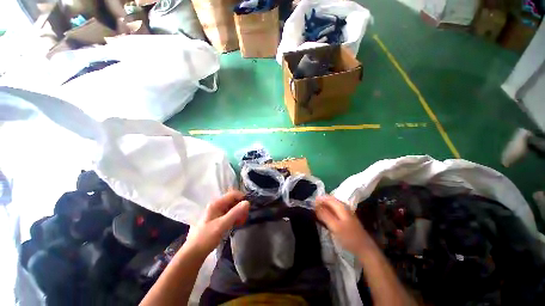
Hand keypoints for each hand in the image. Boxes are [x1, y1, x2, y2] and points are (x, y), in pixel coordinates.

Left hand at [185, 191, 249, 256]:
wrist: (193, 253)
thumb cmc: (206, 238)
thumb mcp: (222, 225)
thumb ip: (235, 213)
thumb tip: (247, 202)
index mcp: (216, 204)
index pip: (233, 194)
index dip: (242, 198)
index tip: (248, 207)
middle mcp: (217, 205)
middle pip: (233, 200)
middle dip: (241, 207)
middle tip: (245, 217)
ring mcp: (217, 212)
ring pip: (232, 207)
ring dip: (239, 213)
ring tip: (242, 222)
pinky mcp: (218, 219)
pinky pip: (229, 214)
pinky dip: (235, 217)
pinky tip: (237, 224)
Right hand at [316, 195, 373, 256]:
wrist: (364, 249)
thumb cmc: (349, 237)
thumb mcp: (335, 226)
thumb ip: (324, 215)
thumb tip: (315, 206)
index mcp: (341, 206)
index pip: (327, 197)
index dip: (318, 199)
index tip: (310, 204)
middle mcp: (343, 206)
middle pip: (329, 200)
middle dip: (320, 203)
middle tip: (311, 209)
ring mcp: (345, 212)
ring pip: (331, 206)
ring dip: (323, 208)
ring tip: (315, 213)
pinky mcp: (345, 218)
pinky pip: (333, 211)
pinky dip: (327, 212)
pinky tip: (324, 218)